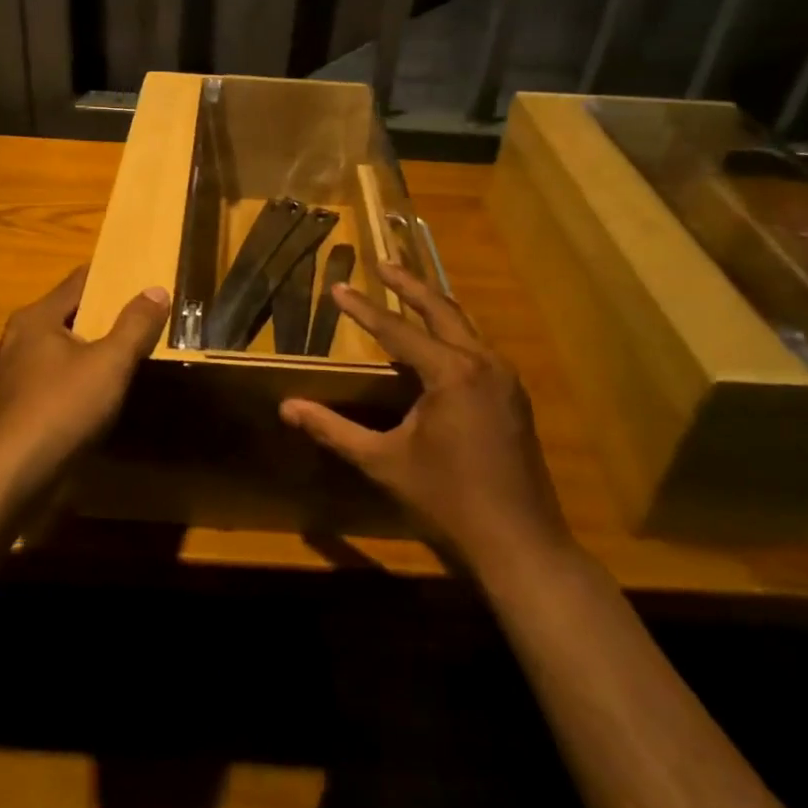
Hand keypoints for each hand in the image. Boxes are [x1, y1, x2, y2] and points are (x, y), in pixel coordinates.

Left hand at [0, 267, 168, 492]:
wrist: (11, 477)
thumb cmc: (63, 409)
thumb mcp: (111, 364)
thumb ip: (135, 325)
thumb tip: (156, 290)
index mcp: (34, 318)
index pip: (77, 282)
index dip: (109, 279)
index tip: (136, 281)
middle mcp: (10, 339)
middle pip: (62, 316)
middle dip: (95, 318)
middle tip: (132, 324)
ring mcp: (1, 376)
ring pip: (48, 352)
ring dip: (77, 353)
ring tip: (110, 363)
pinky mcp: (1, 409)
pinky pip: (39, 382)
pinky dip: (62, 382)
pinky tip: (82, 401)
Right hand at [280, 263, 575, 572]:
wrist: (520, 543)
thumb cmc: (447, 500)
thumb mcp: (383, 462)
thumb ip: (334, 429)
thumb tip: (287, 407)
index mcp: (452, 372)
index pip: (397, 330)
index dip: (363, 309)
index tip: (339, 286)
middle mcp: (483, 363)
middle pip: (442, 309)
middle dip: (408, 285)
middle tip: (382, 264)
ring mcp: (505, 379)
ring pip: (465, 326)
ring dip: (434, 305)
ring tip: (407, 291)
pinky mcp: (514, 397)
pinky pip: (478, 348)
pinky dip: (452, 333)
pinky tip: (437, 343)